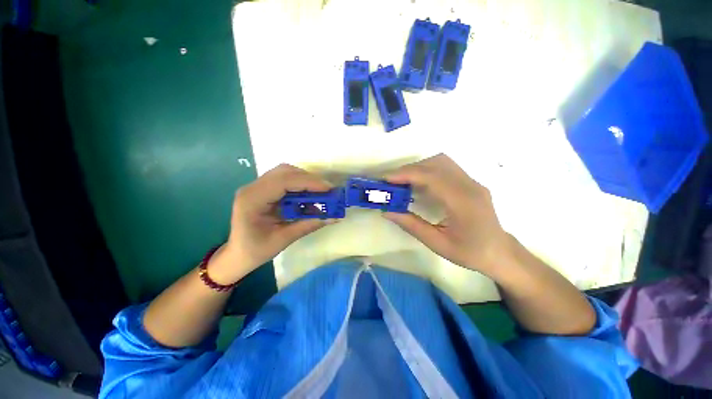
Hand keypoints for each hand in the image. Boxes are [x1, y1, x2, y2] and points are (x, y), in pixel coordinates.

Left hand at [211, 164, 336, 283]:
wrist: (237, 255)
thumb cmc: (256, 251)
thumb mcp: (284, 239)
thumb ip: (309, 225)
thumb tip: (334, 217)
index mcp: (253, 200)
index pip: (284, 181)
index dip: (308, 182)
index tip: (329, 189)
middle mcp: (252, 188)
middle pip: (285, 172)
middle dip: (309, 179)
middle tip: (326, 191)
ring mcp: (256, 187)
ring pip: (285, 173)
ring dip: (305, 180)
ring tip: (319, 193)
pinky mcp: (262, 189)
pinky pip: (284, 180)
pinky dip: (299, 185)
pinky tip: (307, 196)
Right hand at [383, 154, 509, 275]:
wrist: (500, 253)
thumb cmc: (470, 253)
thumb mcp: (438, 244)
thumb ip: (411, 225)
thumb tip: (387, 211)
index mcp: (463, 202)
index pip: (431, 177)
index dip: (406, 174)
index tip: (386, 180)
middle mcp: (470, 185)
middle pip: (435, 163)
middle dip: (409, 170)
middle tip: (391, 183)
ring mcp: (472, 181)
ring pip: (440, 162)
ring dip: (418, 168)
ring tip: (402, 182)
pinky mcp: (470, 182)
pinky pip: (445, 167)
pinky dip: (427, 170)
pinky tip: (418, 183)